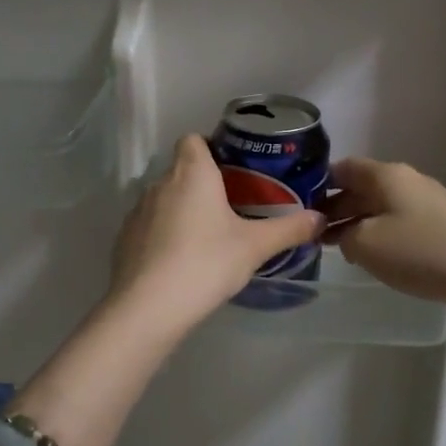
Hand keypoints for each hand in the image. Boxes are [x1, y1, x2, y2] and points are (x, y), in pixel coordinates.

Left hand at [108, 135, 324, 334]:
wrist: (149, 306)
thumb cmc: (206, 262)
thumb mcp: (255, 247)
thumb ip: (289, 230)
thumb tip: (321, 218)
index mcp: (191, 173)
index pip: (194, 139)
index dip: (212, 147)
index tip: (234, 169)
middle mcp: (159, 183)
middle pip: (182, 170)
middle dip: (204, 184)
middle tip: (233, 207)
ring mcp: (137, 211)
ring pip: (165, 199)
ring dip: (183, 210)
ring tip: (209, 237)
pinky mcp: (124, 239)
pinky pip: (150, 226)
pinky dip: (165, 235)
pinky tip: (182, 261)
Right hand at [326, 157, 445, 308]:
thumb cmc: (421, 252)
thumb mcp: (365, 245)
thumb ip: (342, 235)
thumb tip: (342, 232)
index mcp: (384, 175)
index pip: (341, 168)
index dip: (317, 185)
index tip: (298, 207)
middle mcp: (405, 180)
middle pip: (360, 187)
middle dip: (334, 208)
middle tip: (313, 235)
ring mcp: (426, 200)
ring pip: (379, 206)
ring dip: (356, 223)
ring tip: (338, 249)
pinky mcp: (442, 222)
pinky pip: (398, 220)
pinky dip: (379, 233)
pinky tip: (375, 256)